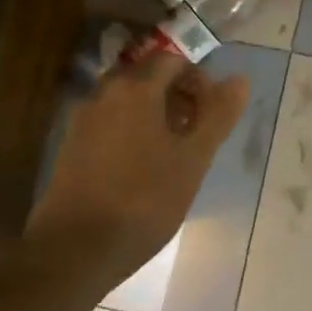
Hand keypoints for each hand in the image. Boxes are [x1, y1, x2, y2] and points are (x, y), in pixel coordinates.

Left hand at [29, 53, 248, 286]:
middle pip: (147, 76)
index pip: (173, 61)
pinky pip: (109, 122)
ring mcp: (83, 120)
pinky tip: (143, 166)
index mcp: (136, 89)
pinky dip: (131, 129)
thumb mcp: (193, 159)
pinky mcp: (71, 146)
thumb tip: (239, 80)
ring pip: (126, 100)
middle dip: (176, 94)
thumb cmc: (144, 200)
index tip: (212, 112)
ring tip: (174, 150)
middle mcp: (104, 93)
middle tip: (197, 130)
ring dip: (154, 113)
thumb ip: (217, 116)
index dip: (199, 80)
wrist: (74, 249)